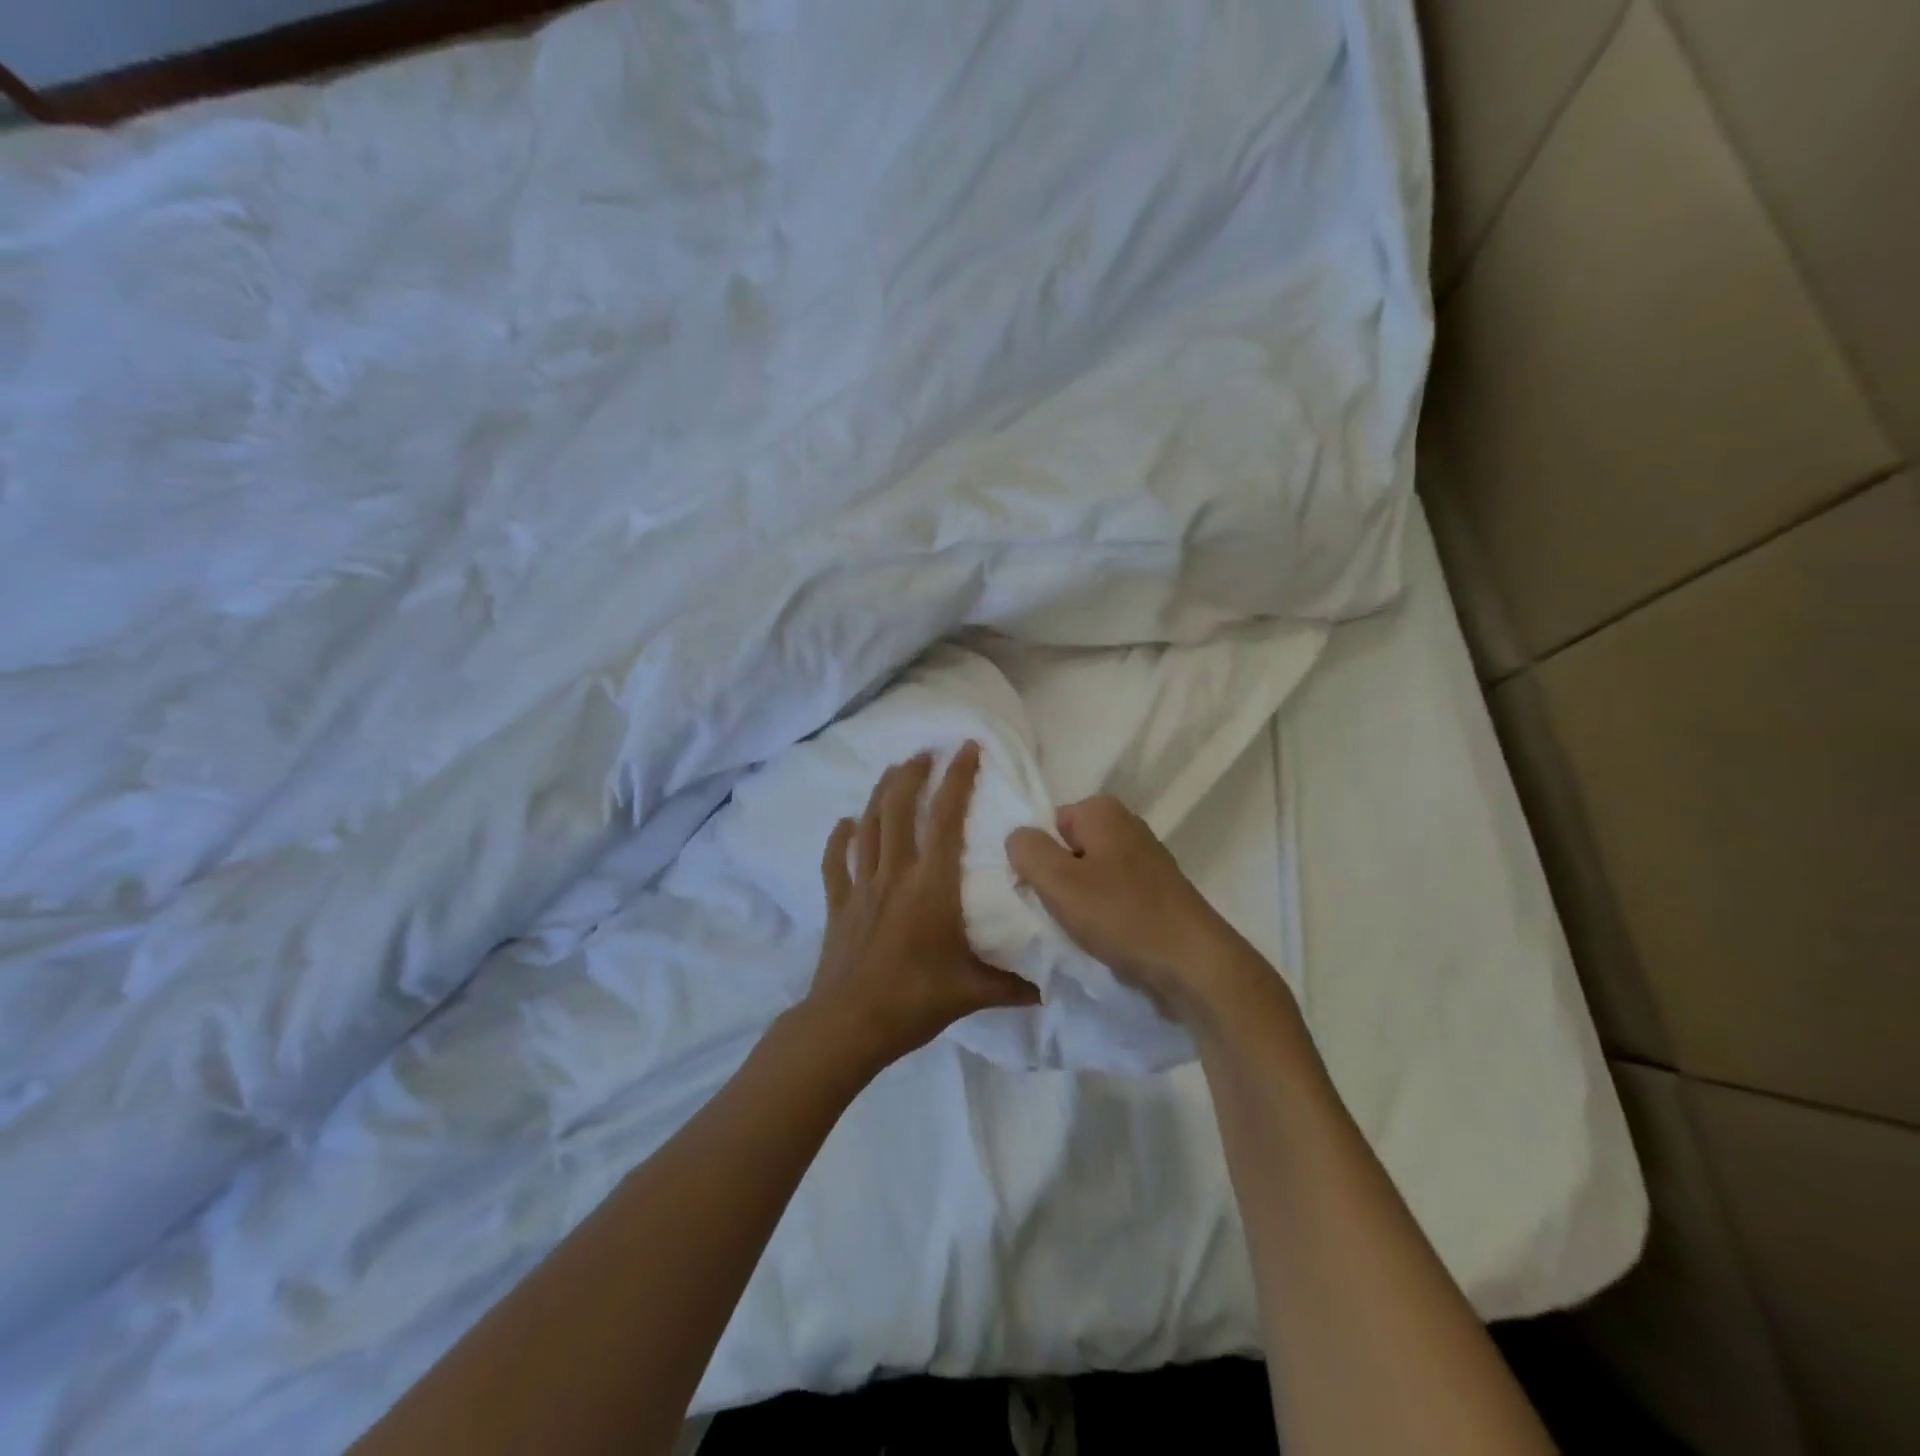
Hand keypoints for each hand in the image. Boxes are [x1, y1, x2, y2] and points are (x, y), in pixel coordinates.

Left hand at [806, 743, 1038, 1070]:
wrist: (850, 1024)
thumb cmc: (916, 1000)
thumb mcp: (974, 992)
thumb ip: (1014, 985)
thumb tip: (1051, 987)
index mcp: (932, 884)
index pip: (947, 818)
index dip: (958, 779)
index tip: (967, 748)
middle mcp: (895, 873)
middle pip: (900, 808)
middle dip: (912, 774)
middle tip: (925, 753)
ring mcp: (862, 886)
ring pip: (868, 826)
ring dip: (880, 794)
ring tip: (892, 772)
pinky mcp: (838, 904)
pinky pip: (835, 863)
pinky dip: (839, 839)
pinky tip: (844, 824)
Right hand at [1005, 795, 1245, 1021]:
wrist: (1193, 964)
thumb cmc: (1121, 915)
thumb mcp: (1058, 882)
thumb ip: (1027, 851)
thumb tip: (1018, 837)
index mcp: (1102, 810)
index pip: (1047, 824)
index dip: (1037, 857)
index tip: (1038, 891)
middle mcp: (1126, 825)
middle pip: (1069, 849)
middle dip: (1057, 880)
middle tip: (1057, 912)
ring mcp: (1146, 860)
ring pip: (1090, 875)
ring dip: (1079, 902)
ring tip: (1081, 929)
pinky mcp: (1157, 892)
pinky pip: (1113, 896)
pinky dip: (1104, 915)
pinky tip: (1104, 938)